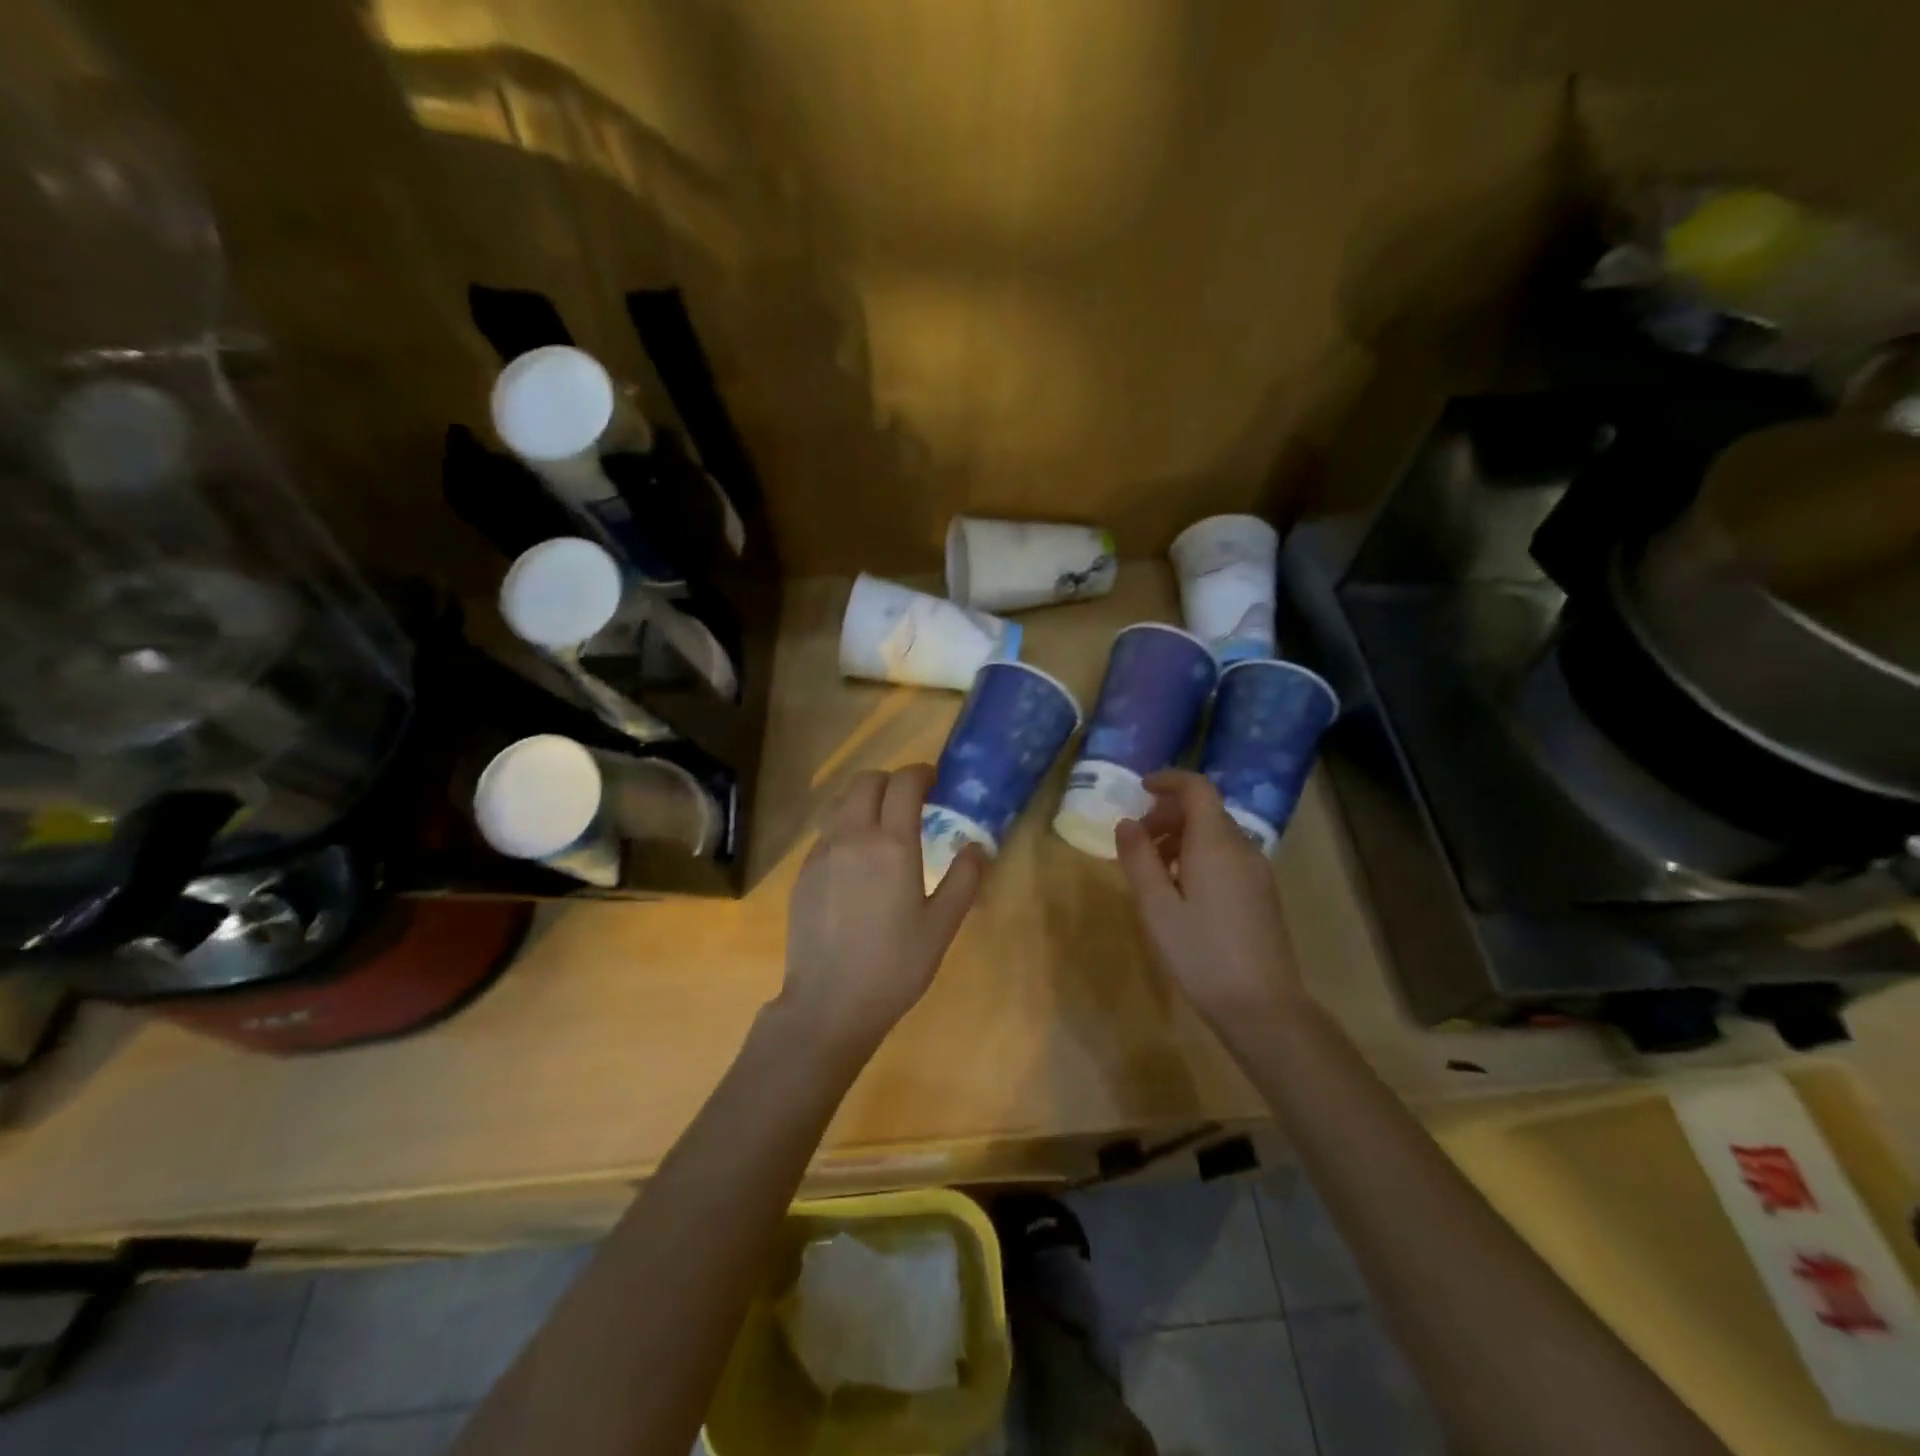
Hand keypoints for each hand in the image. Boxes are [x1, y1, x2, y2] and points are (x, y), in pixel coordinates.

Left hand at [779, 765, 986, 1060]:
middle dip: (891, 781)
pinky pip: (826, 831)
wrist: (828, 1004)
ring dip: (864, 799)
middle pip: (866, 781)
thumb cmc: (894, 966)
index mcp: (891, 844)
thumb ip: (964, 879)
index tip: (934, 781)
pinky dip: (845, 826)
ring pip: (840, 802)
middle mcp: (852, 836)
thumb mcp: (941, 926)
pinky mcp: (803, 872)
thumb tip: (977, 845)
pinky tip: (856, 859)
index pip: (904, 783)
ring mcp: (821, 852)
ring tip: (882, 823)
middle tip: (910, 801)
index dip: (921, 773)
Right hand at [1115, 770, 1306, 1029]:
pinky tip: (1181, 891)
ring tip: (1153, 870)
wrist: (1263, 1008)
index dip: (1168, 780)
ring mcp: (1257, 872)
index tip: (1140, 789)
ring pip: (1216, 834)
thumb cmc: (1201, 955)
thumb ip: (1139, 859)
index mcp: (1217, 844)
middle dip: (1168, 814)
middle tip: (1137, 842)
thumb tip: (1126, 823)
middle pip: (1205, 810)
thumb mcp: (1157, 908)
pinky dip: (1199, 855)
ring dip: (1181, 837)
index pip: (1197, 789)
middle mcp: (1243, 848)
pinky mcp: (1262, 893)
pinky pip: (1227, 856)